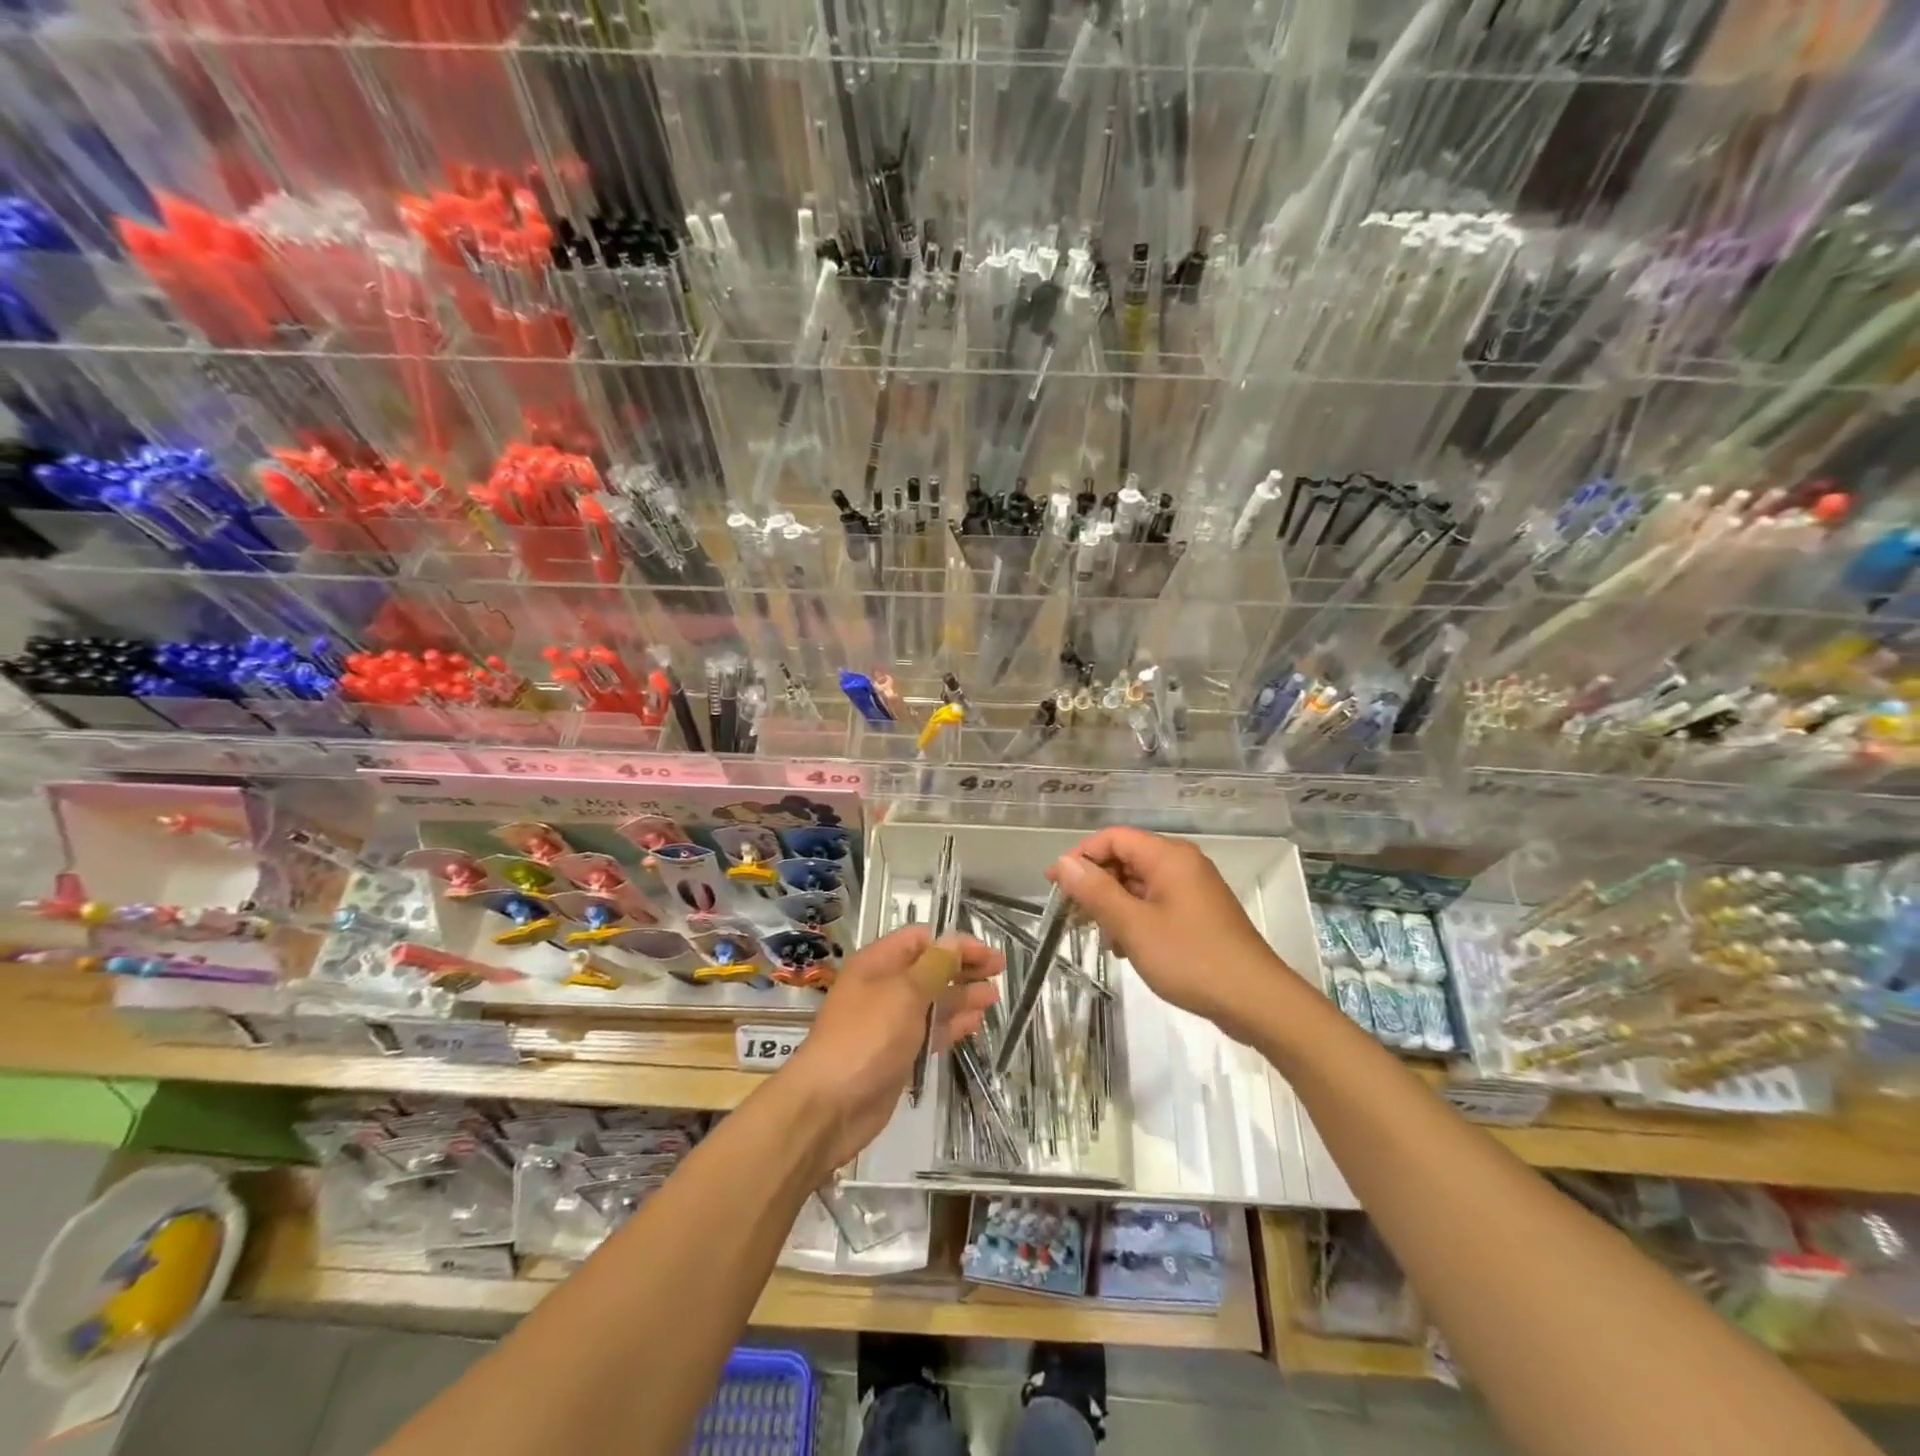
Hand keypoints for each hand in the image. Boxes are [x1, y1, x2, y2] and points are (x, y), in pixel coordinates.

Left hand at [780, 926, 1001, 1172]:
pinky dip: (951, 1024)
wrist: (830, 1106)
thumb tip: (954, 941)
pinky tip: (975, 1023)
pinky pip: (929, 1031)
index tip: (987, 953)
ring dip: (961, 996)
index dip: (954, 942)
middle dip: (962, 967)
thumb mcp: (904, 993)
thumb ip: (934, 966)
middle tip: (999, 971)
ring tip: (993, 997)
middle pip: (928, 968)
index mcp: (877, 963)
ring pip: (932, 1001)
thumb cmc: (866, 1037)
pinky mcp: (897, 1054)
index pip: (919, 939)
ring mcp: (890, 1023)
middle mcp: (883, 987)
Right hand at [1047, 826, 1293, 1041]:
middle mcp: (1182, 864)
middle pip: (1126, 859)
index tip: (1055, 886)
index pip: (1113, 838)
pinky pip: (1156, 904)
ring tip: (1103, 939)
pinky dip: (1135, 919)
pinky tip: (1127, 949)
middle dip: (1096, 884)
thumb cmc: (1191, 958)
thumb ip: (1096, 891)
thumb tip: (1063, 862)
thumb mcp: (1133, 926)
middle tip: (1074, 916)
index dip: (1080, 856)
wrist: (1256, 1001)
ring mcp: (1193, 890)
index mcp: (1168, 857)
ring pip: (1139, 884)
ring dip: (1114, 906)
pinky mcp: (1199, 915)